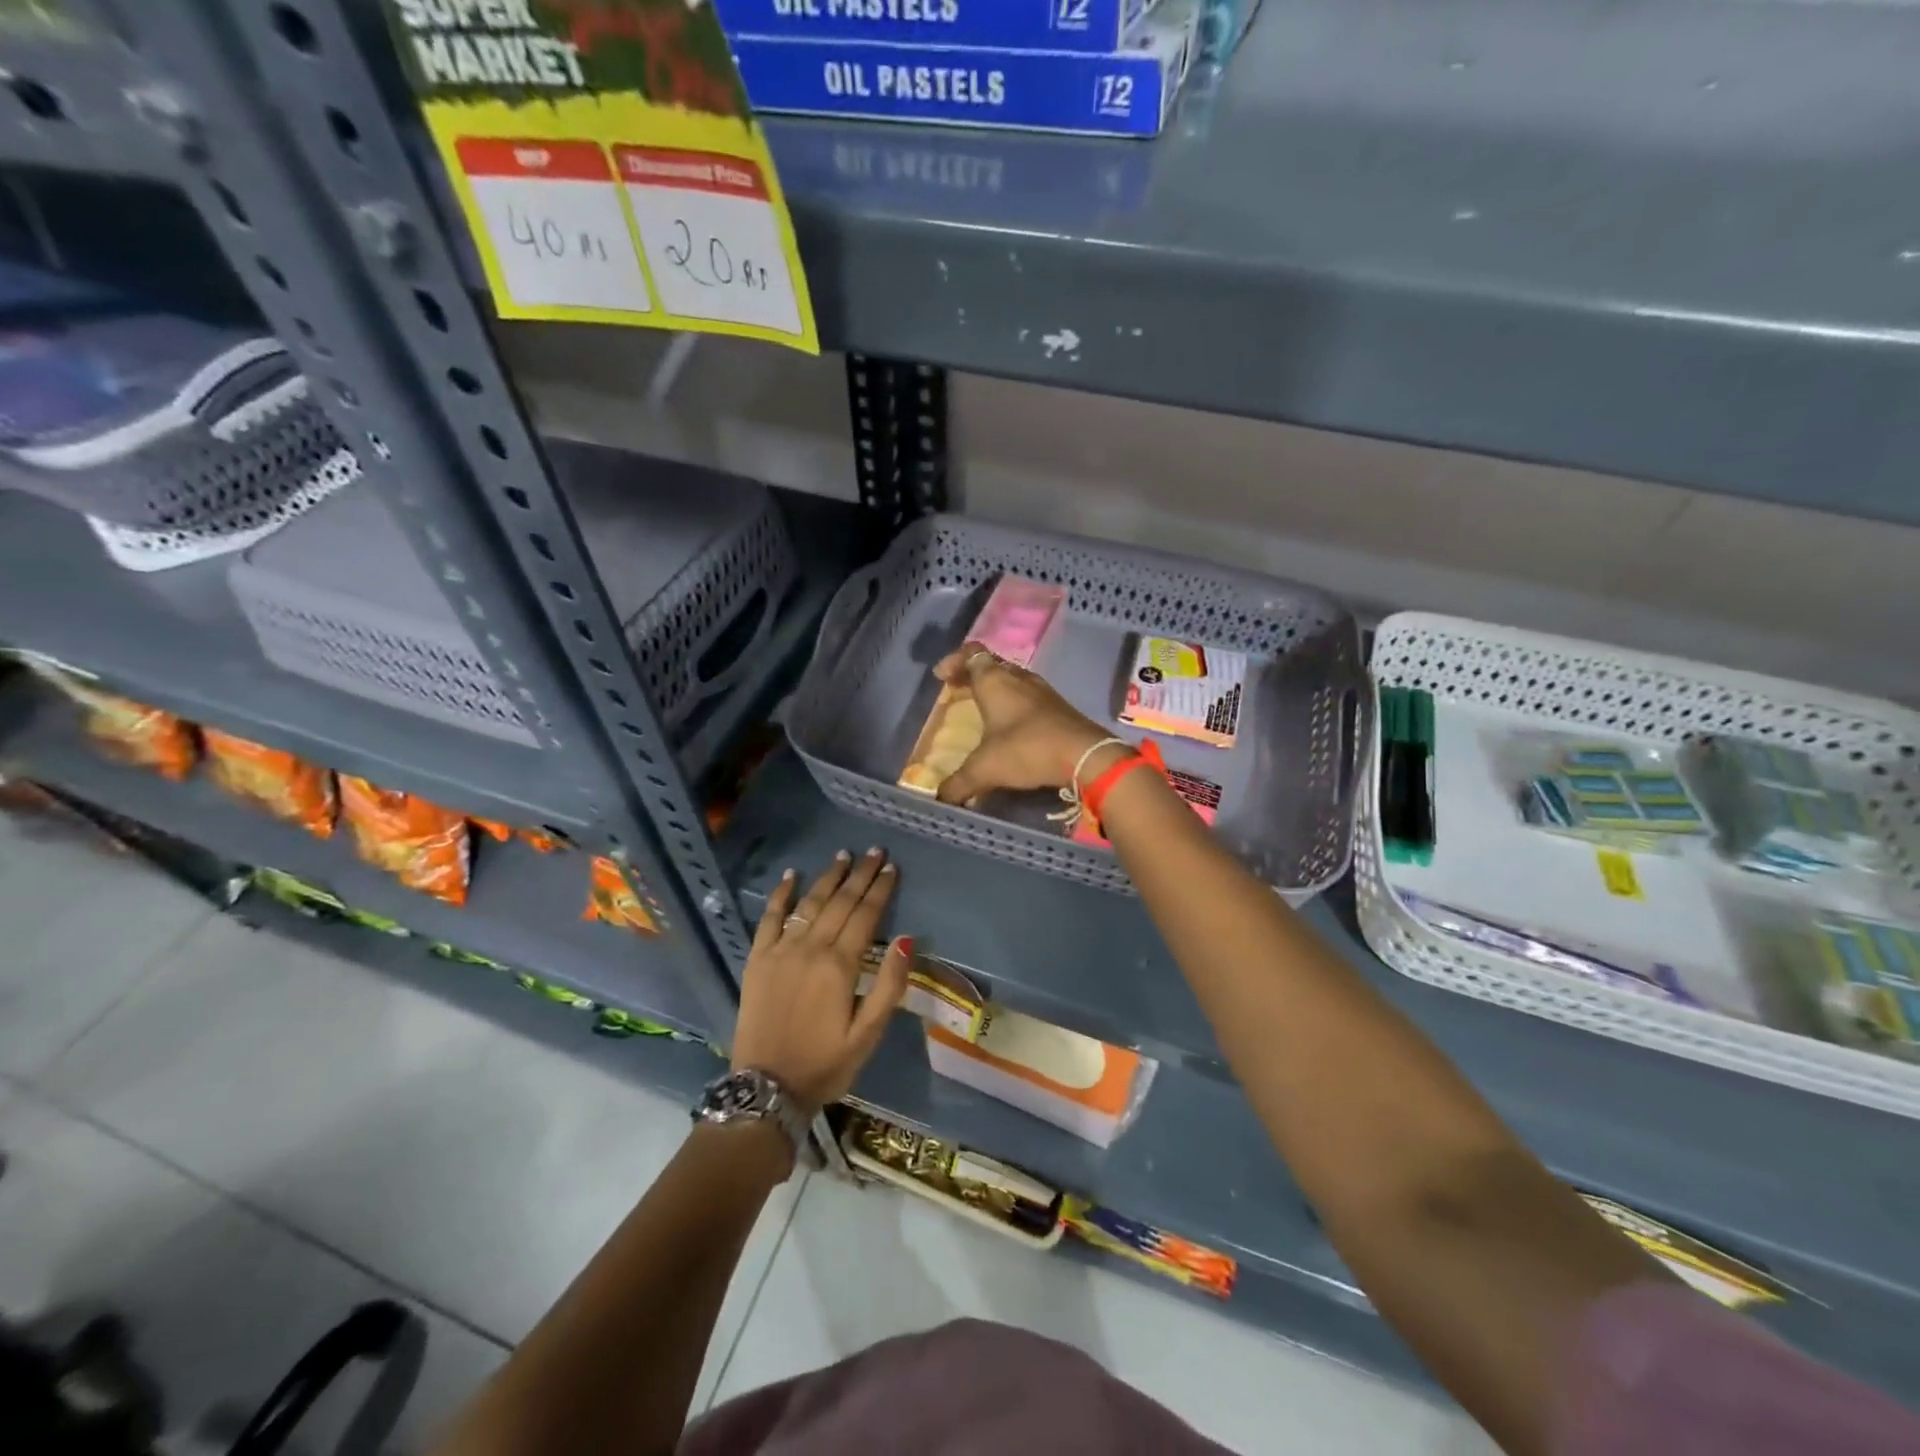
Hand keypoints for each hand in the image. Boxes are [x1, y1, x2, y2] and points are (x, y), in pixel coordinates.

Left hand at [731, 849, 910, 1113]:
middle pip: (840, 902)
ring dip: (828, 877)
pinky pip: (770, 918)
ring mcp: (781, 950)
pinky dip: (781, 894)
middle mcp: (811, 948)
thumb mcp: (868, 1034)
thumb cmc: (825, 1064)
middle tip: (874, 851)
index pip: (866, 915)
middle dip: (859, 874)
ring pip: (809, 902)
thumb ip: (889, 985)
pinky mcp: (758, 959)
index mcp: (840, 965)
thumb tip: (907, 940)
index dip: (880, 889)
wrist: (766, 1089)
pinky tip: (791, 875)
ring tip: (843, 855)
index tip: (891, 867)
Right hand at [930, 641, 1119, 805]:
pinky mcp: (1059, 707)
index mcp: (994, 681)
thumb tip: (940, 799)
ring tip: (983, 708)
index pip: (971, 654)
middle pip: (991, 665)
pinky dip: (1015, 704)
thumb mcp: (985, 769)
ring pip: (1012, 679)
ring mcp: (1042, 691)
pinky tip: (1012, 725)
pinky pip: (1029, 696)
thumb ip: (958, 783)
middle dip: (971, 675)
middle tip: (957, 690)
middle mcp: (1018, 678)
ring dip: (996, 689)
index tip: (941, 677)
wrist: (1084, 755)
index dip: (954, 661)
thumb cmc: (1026, 750)